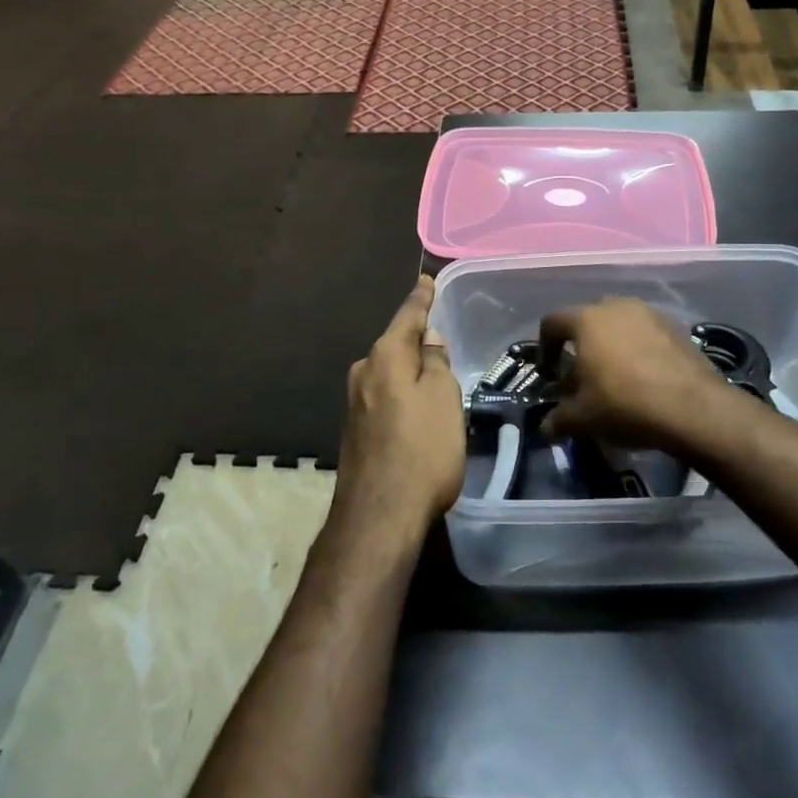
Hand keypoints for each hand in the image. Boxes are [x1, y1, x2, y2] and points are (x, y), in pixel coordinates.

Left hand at [334, 276, 464, 535]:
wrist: (379, 515)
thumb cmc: (421, 449)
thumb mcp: (443, 398)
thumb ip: (436, 363)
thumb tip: (428, 339)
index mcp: (385, 356)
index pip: (407, 316)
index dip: (421, 299)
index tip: (426, 281)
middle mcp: (363, 373)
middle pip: (395, 345)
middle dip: (416, 338)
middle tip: (441, 333)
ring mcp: (355, 404)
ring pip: (389, 372)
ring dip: (410, 369)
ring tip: (435, 371)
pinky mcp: (356, 431)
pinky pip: (385, 396)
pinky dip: (402, 393)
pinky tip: (417, 406)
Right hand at [538, 299, 737, 453]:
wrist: (693, 407)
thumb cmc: (625, 404)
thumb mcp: (583, 419)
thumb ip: (558, 420)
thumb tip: (546, 428)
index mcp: (586, 320)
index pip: (553, 322)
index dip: (544, 346)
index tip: (549, 372)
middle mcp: (616, 306)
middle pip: (587, 319)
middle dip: (580, 345)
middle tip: (582, 375)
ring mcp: (649, 313)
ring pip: (619, 323)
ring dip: (611, 344)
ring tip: (615, 375)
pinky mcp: (675, 326)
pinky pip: (645, 332)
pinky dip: (638, 348)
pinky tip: (644, 376)